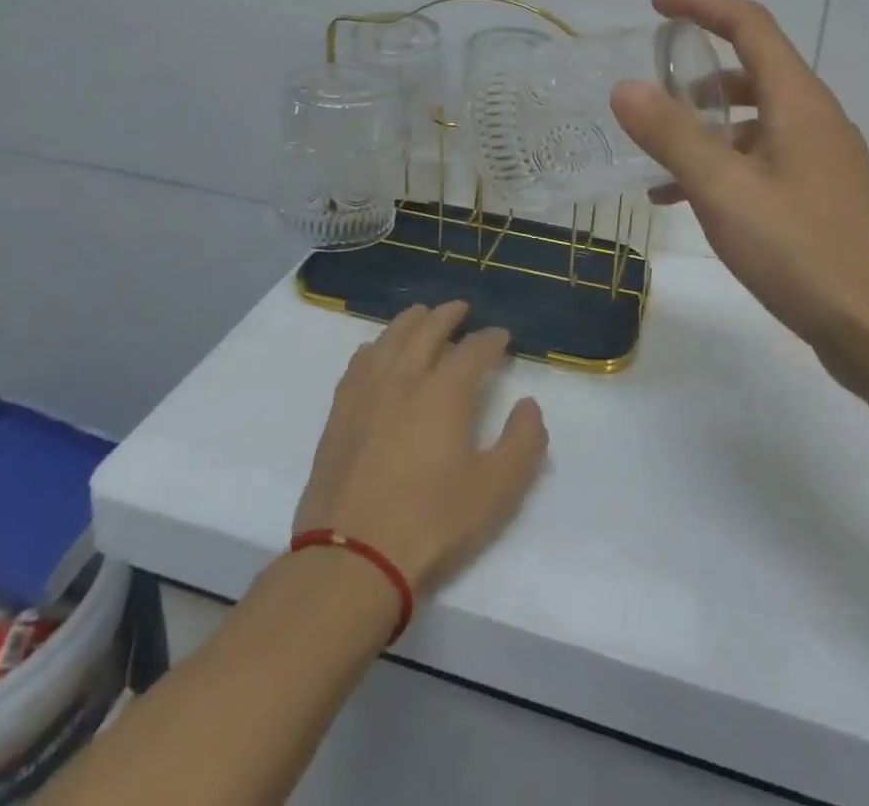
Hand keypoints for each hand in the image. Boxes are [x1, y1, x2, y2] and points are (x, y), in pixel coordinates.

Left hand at [293, 301, 548, 595]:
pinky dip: (377, 346)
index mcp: (445, 392)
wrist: (352, 558)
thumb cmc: (431, 523)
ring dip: (411, 321)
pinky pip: (360, 361)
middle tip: (462, 308)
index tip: (502, 337)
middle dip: (449, 315)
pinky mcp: (340, 411)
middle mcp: (404, 377)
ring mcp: (366, 391)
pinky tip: (378, 351)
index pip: (474, 349)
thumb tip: (529, 405)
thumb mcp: (496, 491)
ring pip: (390, 337)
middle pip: (427, 329)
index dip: (492, 339)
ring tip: (422, 316)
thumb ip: (523, 442)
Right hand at [611, 0, 868, 384]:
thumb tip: (626, 86)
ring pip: (753, 122)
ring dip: (705, 128)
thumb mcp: (725, 191)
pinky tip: (685, 202)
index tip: (655, 3)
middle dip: (697, 72)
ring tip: (655, 158)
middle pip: (752, 70)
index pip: (749, 25)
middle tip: (650, 89)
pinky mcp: (820, 197)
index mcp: (798, 102)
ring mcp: (822, 160)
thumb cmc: (804, 252)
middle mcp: (814, 119)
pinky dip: (722, 166)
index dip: (702, 4)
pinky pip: (761, 161)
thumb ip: (672, 135)